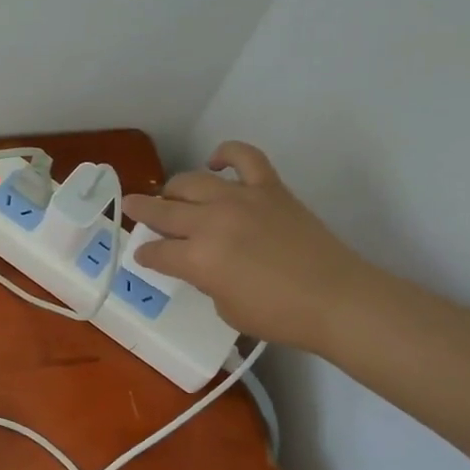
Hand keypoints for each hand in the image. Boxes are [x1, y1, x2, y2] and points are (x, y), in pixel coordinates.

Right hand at [123, 142, 368, 349]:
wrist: (336, 298)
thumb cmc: (279, 315)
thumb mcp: (226, 309)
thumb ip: (206, 280)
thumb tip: (202, 263)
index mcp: (197, 259)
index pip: (158, 253)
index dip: (146, 255)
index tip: (143, 255)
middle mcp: (211, 222)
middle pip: (164, 211)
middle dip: (142, 211)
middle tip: (132, 207)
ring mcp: (240, 199)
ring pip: (192, 181)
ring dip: (175, 188)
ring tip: (172, 194)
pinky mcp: (268, 187)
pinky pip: (243, 157)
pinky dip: (226, 153)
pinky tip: (216, 162)